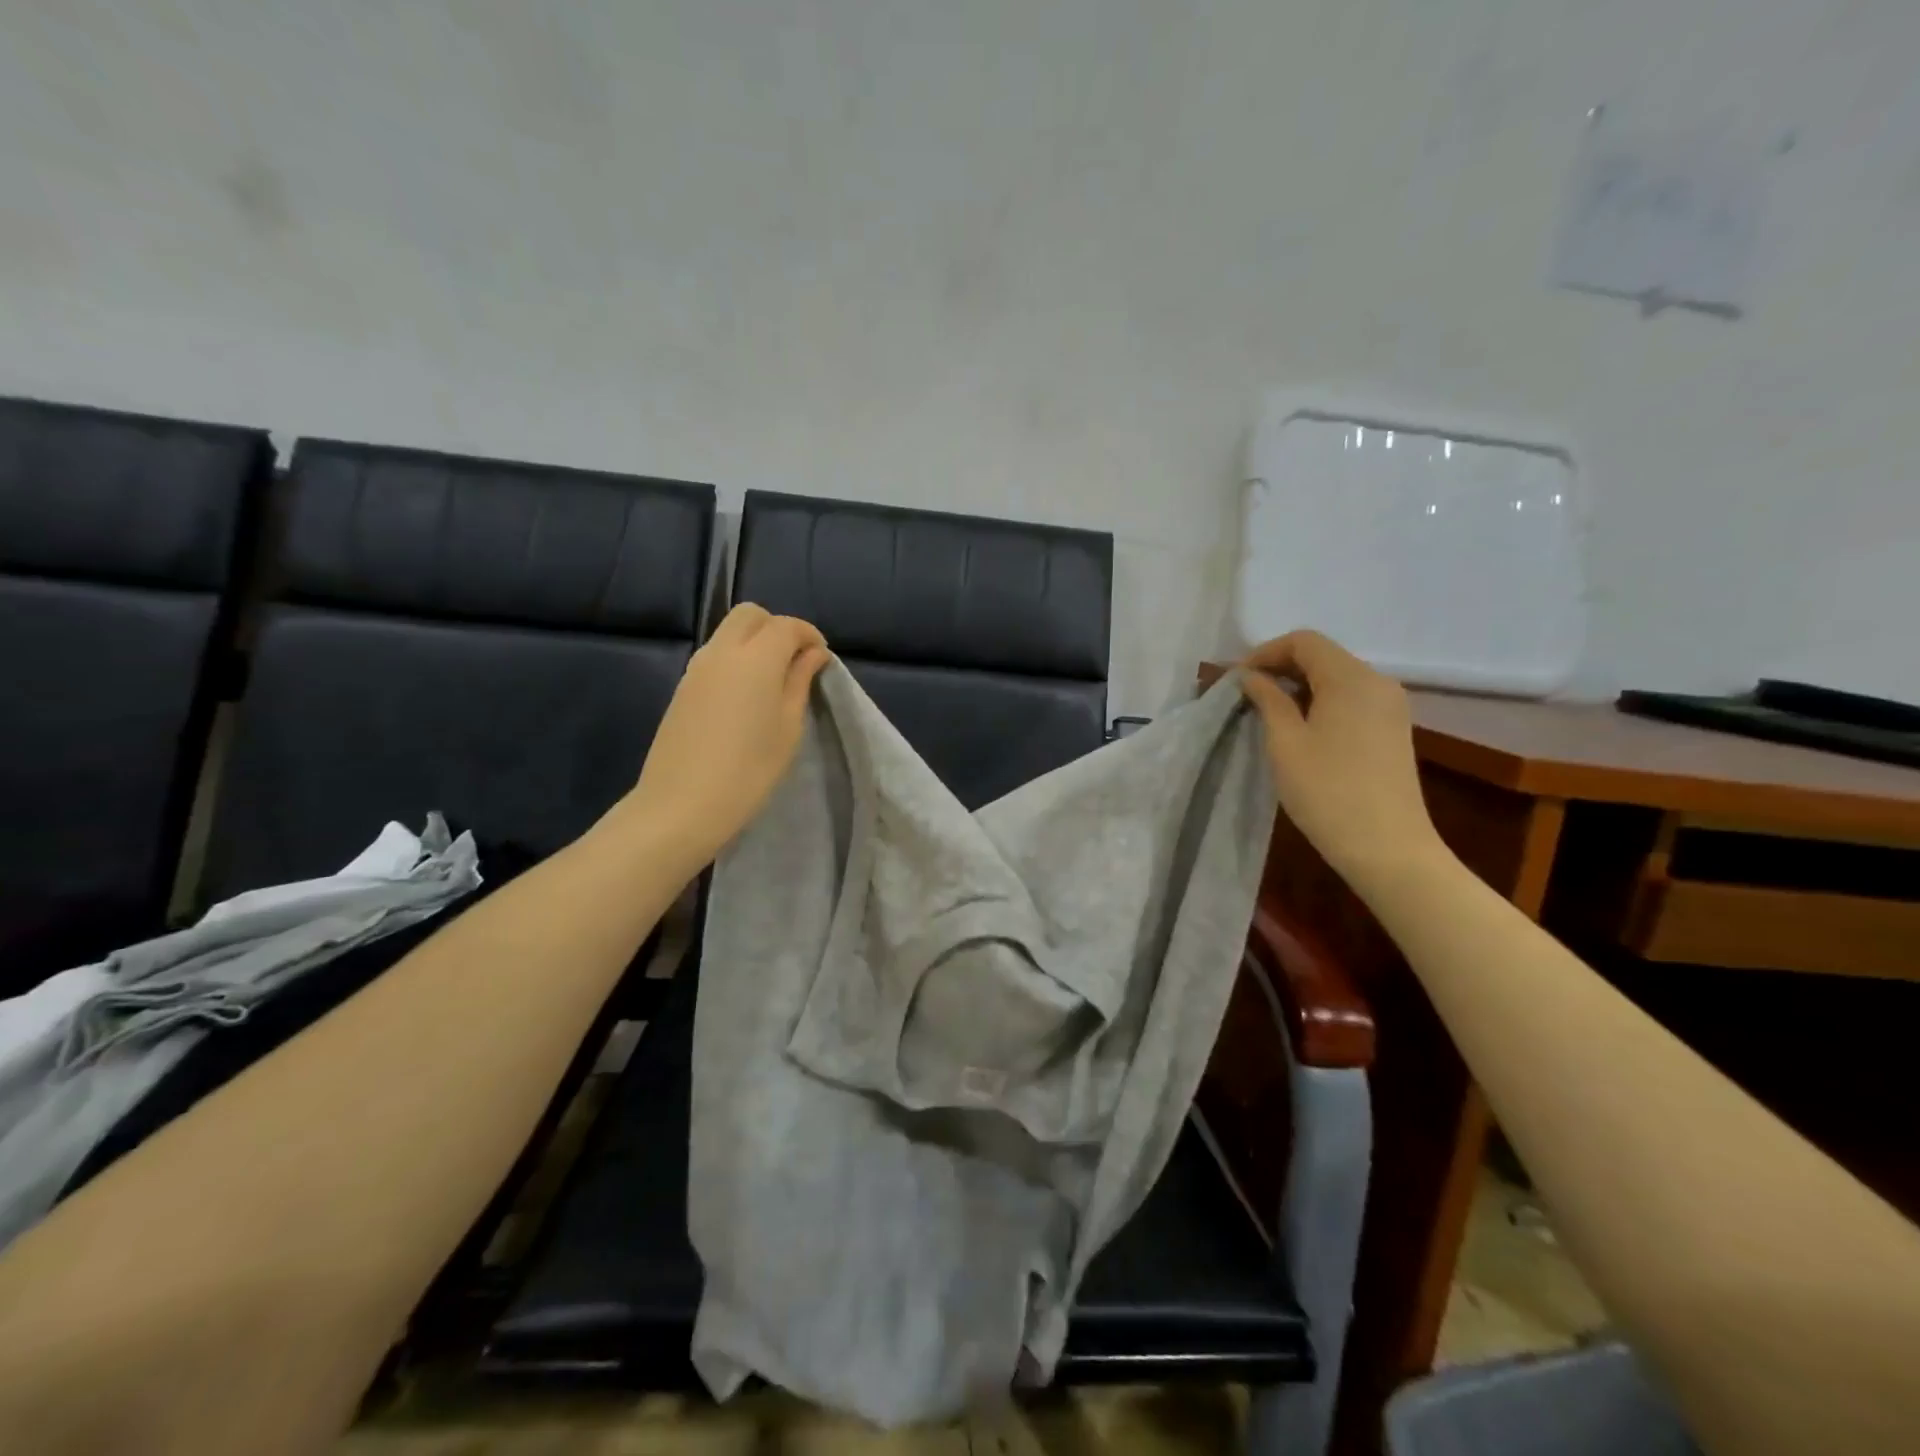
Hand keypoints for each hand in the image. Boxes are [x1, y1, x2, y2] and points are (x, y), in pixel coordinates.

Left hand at [624, 603, 830, 865]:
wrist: (681, 804)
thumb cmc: (749, 770)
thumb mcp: (788, 727)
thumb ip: (800, 682)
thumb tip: (812, 654)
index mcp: (755, 658)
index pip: (786, 626)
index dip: (809, 636)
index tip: (821, 660)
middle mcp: (722, 651)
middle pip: (750, 615)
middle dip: (777, 628)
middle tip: (795, 663)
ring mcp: (697, 668)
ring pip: (729, 632)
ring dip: (754, 642)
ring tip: (773, 681)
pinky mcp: (683, 687)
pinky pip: (714, 655)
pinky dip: (736, 659)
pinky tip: (746, 696)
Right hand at [1238, 630, 1448, 897]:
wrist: (1388, 848)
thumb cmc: (1328, 792)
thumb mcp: (1285, 743)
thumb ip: (1268, 700)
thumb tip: (1251, 677)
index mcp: (1351, 678)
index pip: (1304, 642)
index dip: (1265, 653)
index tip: (1237, 680)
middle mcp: (1377, 683)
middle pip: (1323, 656)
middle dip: (1281, 667)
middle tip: (1246, 694)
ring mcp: (1390, 707)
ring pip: (1337, 678)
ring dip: (1299, 686)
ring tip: (1267, 712)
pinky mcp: (1393, 730)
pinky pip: (1351, 699)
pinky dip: (1321, 702)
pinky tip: (1300, 728)